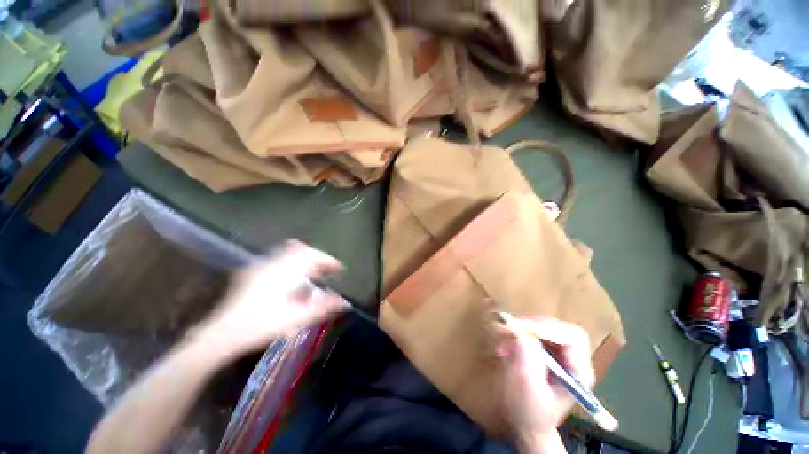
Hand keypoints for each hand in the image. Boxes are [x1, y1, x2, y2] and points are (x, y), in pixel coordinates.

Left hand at [191, 240, 347, 354]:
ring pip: (288, 254)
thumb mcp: (297, 317)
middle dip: (316, 257)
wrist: (222, 334)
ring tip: (313, 272)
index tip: (338, 267)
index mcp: (285, 270)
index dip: (327, 260)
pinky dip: (291, 264)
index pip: (312, 255)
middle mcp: (273, 263)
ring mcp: (261, 267)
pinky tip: (292, 278)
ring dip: (304, 259)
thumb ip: (323, 306)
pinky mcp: (252, 274)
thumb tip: (344, 301)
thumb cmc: (262, 324)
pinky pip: (278, 260)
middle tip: (326, 269)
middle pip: (301, 250)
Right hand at [495, 317, 593, 444]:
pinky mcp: (543, 350)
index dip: (549, 328)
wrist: (526, 423)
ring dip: (521, 330)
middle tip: (509, 329)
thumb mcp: (528, 393)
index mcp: (578, 371)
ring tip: (503, 344)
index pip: (572, 337)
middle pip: (557, 327)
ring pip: (543, 328)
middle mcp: (571, 358)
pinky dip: (515, 335)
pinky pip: (531, 333)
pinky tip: (504, 348)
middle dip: (532, 326)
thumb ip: (527, 366)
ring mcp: (557, 353)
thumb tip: (521, 336)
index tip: (523, 327)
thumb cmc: (530, 414)